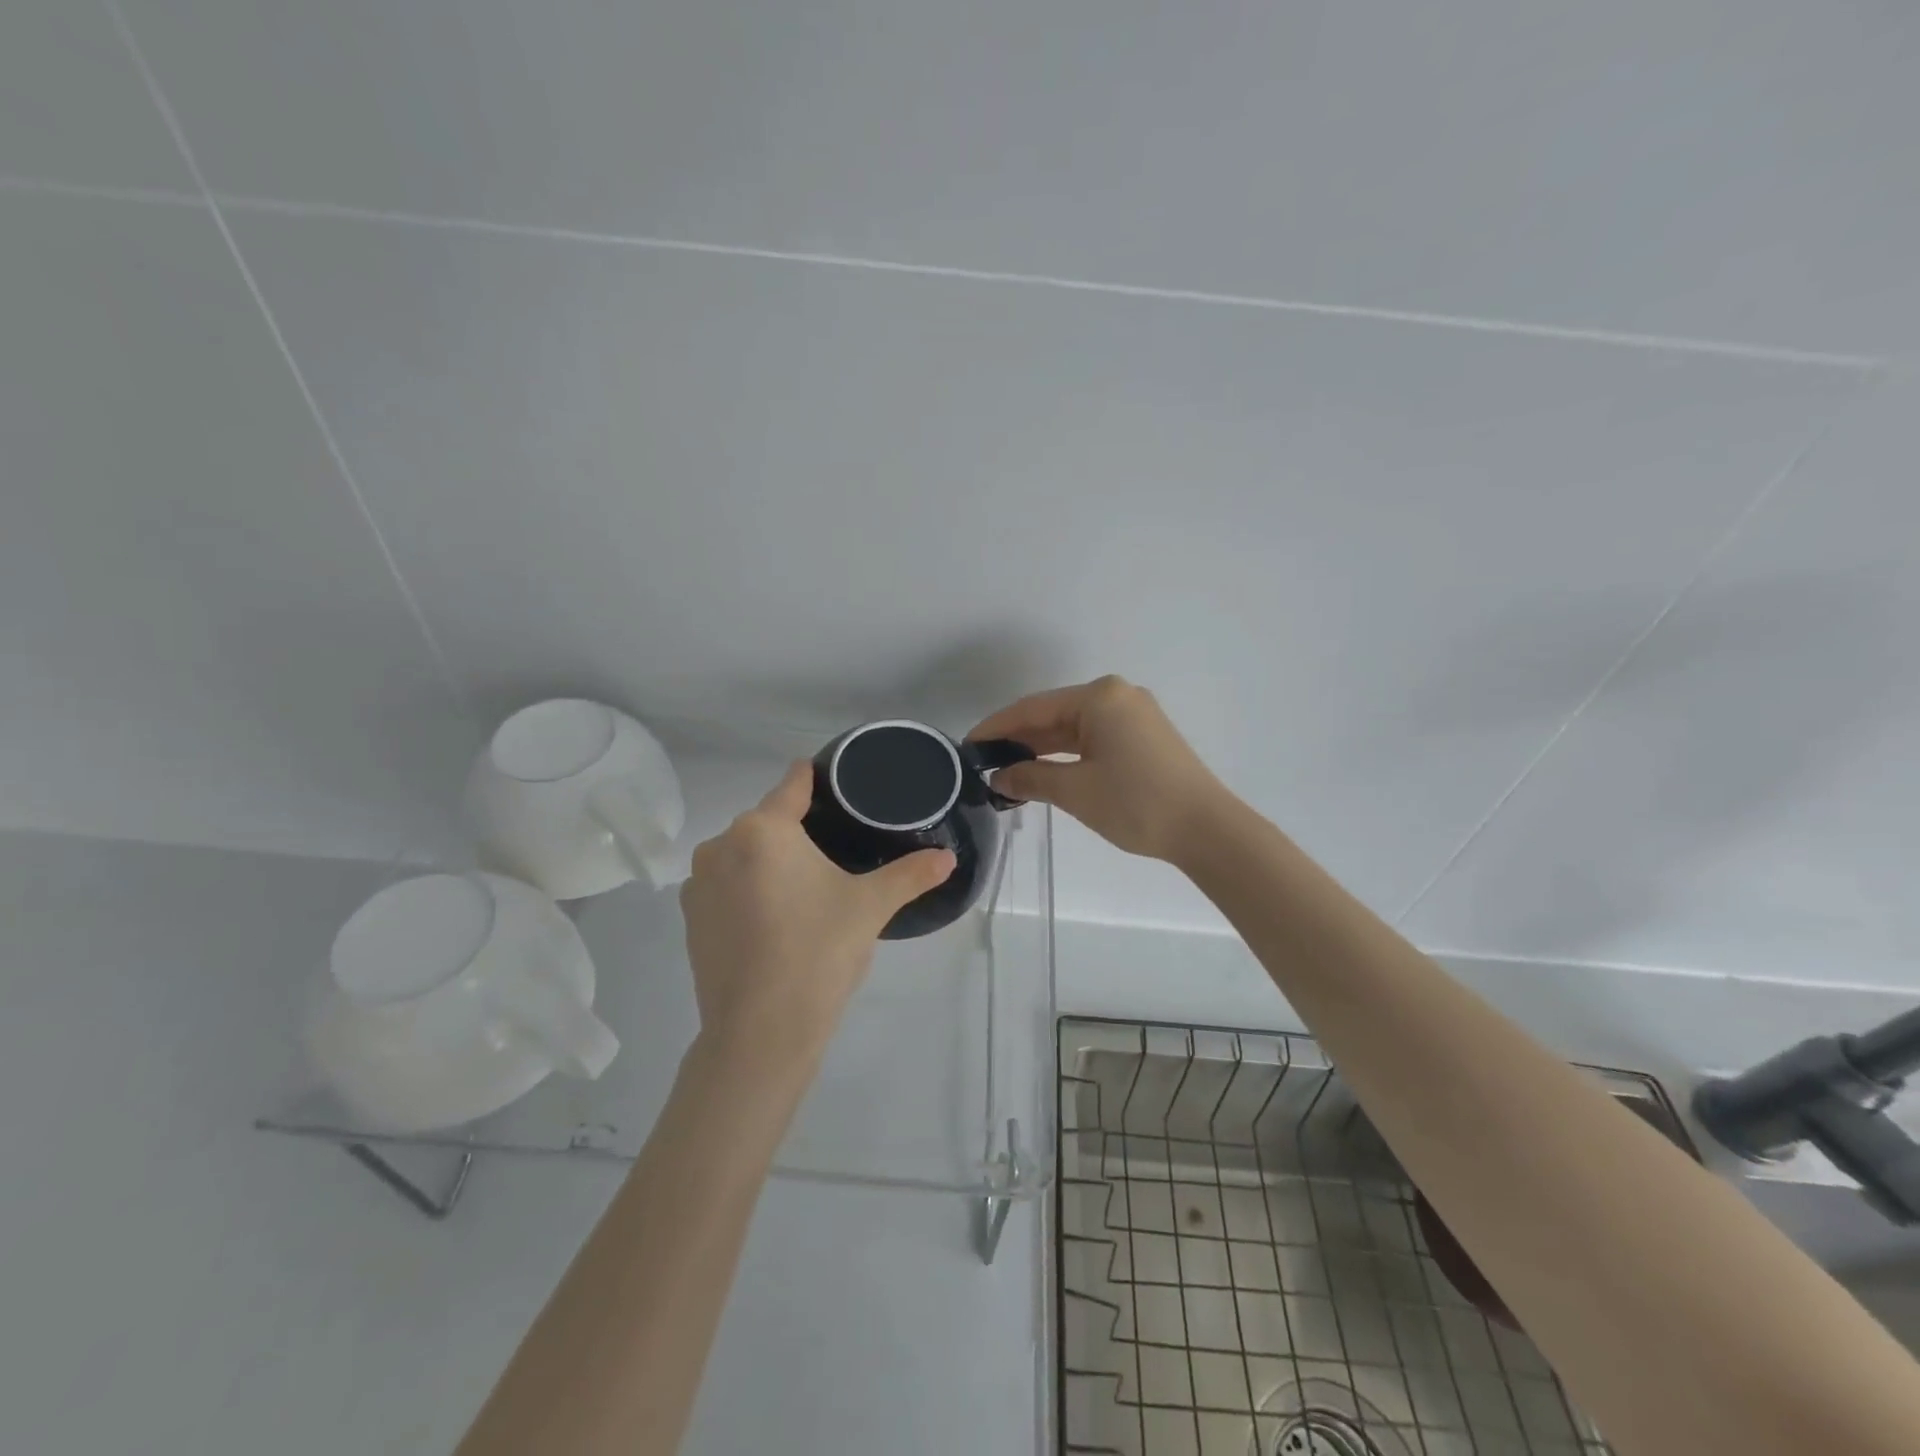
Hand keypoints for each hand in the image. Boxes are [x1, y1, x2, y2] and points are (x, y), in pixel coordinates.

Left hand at [679, 762, 955, 1067]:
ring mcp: (698, 882)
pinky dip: (748, 888)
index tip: (839, 784)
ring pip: (744, 853)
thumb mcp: (870, 907)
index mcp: (763, 829)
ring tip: (806, 888)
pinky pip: (726, 884)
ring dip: (770, 860)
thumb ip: (911, 875)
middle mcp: (720, 844)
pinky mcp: (690, 917)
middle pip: (768, 821)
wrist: (760, 1032)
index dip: (818, 779)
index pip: (793, 784)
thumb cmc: (819, 953)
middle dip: (799, 829)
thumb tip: (948, 857)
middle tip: (837, 851)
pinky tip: (774, 917)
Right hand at [969, 676, 1233, 863]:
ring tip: (1007, 771)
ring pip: (1073, 727)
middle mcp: (1117, 696)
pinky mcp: (1144, 736)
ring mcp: (1134, 715)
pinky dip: (1067, 754)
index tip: (967, 746)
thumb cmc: (1136, 803)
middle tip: (983, 763)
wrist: (1207, 829)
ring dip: (1042, 749)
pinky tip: (1044, 771)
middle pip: (1053, 714)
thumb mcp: (1075, 791)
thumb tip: (999, 777)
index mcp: (1099, 697)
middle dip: (1019, 739)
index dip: (996, 727)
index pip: (1033, 708)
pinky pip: (1094, 738)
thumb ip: (1031, 777)